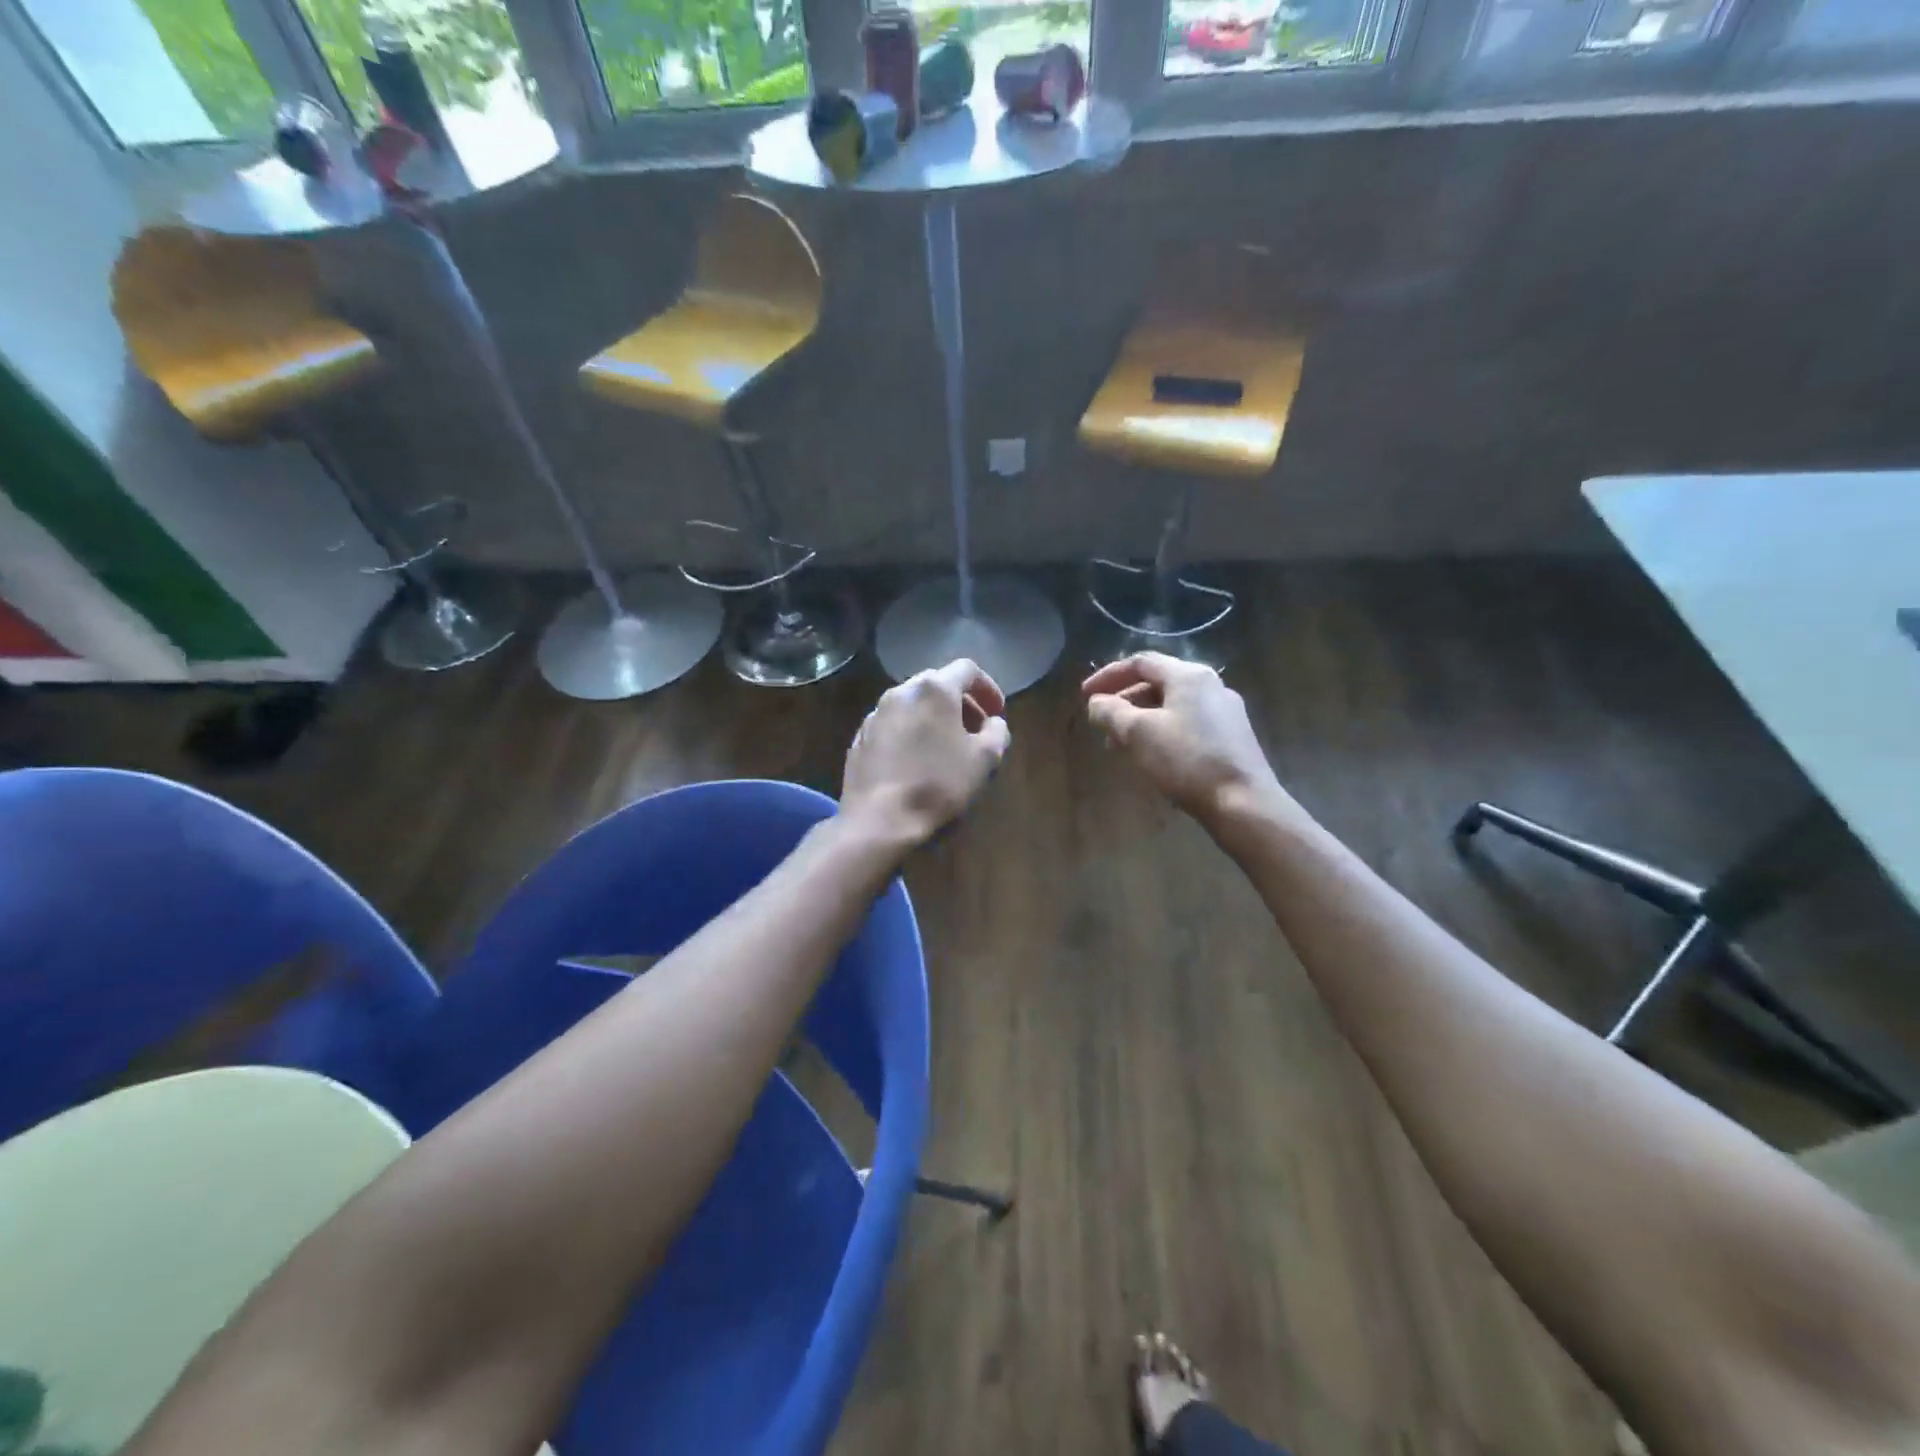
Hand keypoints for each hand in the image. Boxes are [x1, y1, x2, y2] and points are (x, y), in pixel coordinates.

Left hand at [842, 659, 1011, 850]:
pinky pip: (892, 724)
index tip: (996, 712)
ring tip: (945, 747)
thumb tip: (993, 723)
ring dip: (933, 717)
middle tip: (975, 729)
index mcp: (934, 689)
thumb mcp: (985, 760)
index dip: (988, 688)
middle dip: (960, 702)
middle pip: (937, 683)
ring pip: (911, 704)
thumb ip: (996, 732)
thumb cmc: (938, 785)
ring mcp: (875, 714)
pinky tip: (916, 761)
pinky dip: (910, 732)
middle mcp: (901, 691)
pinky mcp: (859, 737)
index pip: (967, 669)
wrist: (879, 820)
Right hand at [1082, 654, 1299, 831]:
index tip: (1085, 696)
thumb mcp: (1138, 733)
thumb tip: (1096, 703)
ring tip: (1120, 745)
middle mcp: (1211, 686)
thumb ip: (1111, 712)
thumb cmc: (1187, 761)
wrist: (1243, 803)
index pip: (1140, 662)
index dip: (1108, 676)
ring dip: (1141, 720)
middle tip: (1101, 724)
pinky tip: (1152, 756)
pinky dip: (1162, 732)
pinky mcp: (1232, 738)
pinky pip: (1187, 724)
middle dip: (1124, 701)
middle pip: (1158, 683)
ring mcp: (1225, 712)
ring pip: (1172, 706)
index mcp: (1189, 676)